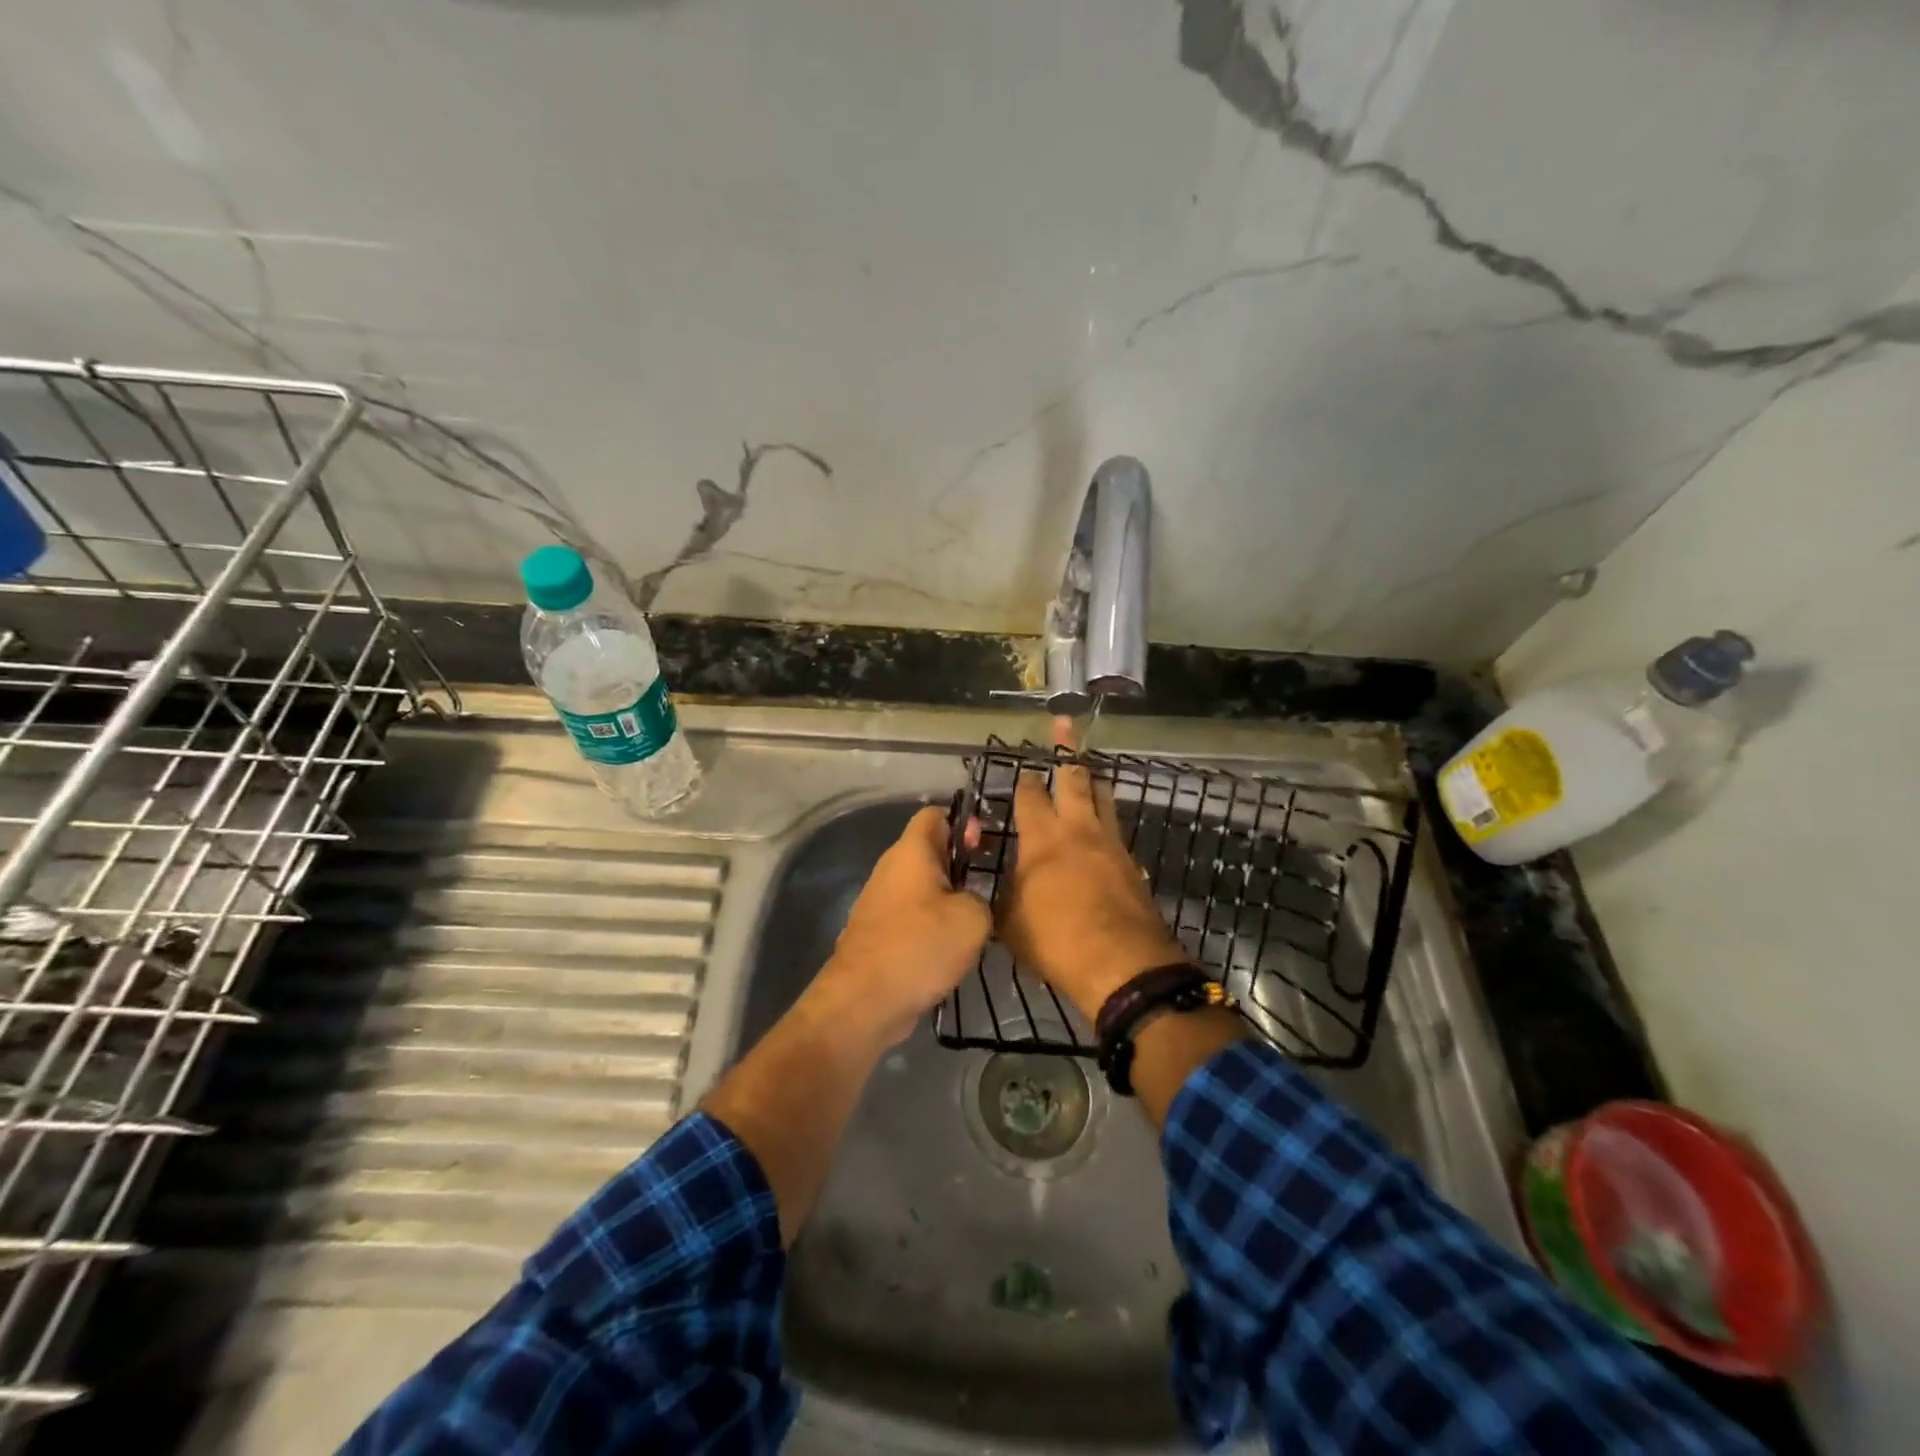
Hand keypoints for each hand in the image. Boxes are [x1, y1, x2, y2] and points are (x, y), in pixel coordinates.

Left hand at [814, 806, 992, 1047]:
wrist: (864, 1002)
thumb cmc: (920, 946)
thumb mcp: (973, 917)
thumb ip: (982, 897)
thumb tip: (971, 901)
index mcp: (911, 851)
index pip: (934, 814)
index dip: (963, 822)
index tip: (986, 845)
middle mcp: (890, 869)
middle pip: (928, 851)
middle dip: (960, 863)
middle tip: (989, 886)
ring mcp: (878, 902)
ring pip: (920, 887)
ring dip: (947, 898)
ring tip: (975, 921)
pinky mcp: (875, 934)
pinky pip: (910, 916)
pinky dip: (930, 925)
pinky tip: (950, 949)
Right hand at [996, 718, 1186, 1021]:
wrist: (1122, 965)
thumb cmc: (1055, 940)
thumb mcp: (1009, 922)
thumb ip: (1003, 895)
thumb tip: (998, 885)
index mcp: (1042, 838)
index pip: (1030, 796)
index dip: (1024, 780)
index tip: (1022, 770)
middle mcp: (1078, 830)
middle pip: (1074, 779)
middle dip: (1066, 751)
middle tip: (1064, 723)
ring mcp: (1111, 845)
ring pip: (1103, 798)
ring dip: (1093, 780)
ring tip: (1089, 768)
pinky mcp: (1132, 865)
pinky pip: (1116, 830)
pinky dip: (1107, 820)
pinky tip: (1103, 829)